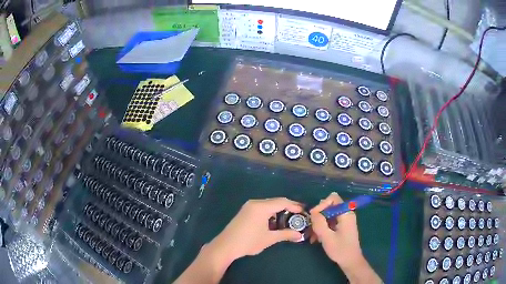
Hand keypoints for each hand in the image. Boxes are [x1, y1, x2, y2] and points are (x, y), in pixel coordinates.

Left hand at [207, 198, 304, 261]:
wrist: (226, 246)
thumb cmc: (248, 242)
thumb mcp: (269, 238)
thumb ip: (286, 234)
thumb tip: (300, 235)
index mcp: (261, 207)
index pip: (282, 202)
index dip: (295, 205)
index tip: (304, 211)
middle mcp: (255, 203)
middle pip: (276, 202)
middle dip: (288, 208)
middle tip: (298, 216)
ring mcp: (249, 206)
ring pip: (268, 205)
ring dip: (279, 211)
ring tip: (288, 220)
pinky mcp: (245, 211)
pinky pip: (262, 208)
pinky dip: (270, 213)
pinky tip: (274, 222)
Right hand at [309, 192, 363, 271]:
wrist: (350, 261)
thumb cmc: (340, 249)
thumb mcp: (326, 237)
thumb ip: (319, 222)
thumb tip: (313, 212)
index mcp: (345, 213)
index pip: (333, 198)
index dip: (322, 204)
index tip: (313, 216)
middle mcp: (346, 214)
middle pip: (329, 206)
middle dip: (319, 216)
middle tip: (312, 228)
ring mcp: (344, 220)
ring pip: (328, 215)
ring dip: (319, 224)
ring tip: (313, 236)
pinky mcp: (342, 227)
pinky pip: (330, 222)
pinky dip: (323, 228)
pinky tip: (317, 239)